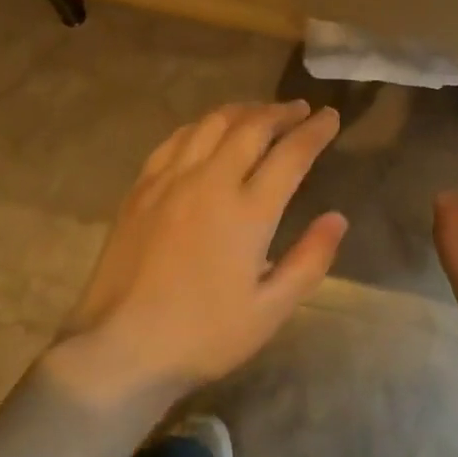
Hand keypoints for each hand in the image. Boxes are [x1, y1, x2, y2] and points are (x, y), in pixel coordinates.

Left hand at [53, 101, 347, 404]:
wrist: (120, 348)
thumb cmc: (203, 336)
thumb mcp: (270, 311)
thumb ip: (310, 260)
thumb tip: (337, 218)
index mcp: (247, 212)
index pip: (290, 154)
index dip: (315, 131)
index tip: (330, 116)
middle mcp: (210, 182)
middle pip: (251, 127)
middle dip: (281, 112)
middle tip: (300, 109)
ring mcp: (170, 180)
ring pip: (211, 124)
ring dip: (242, 111)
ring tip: (260, 112)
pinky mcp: (141, 188)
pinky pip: (176, 139)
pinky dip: (201, 126)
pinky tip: (207, 131)